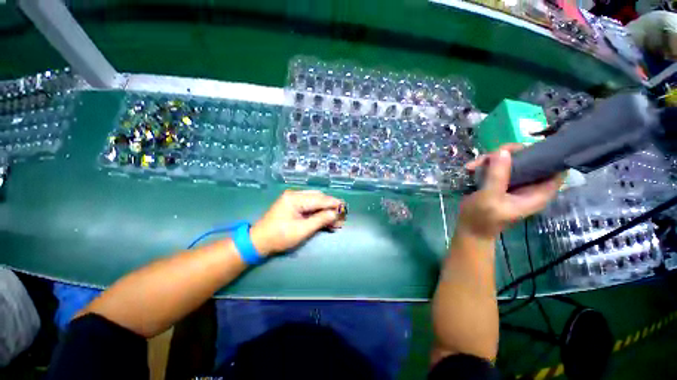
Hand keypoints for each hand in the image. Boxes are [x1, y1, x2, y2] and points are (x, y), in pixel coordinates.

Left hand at [250, 190, 344, 255]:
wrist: (259, 241)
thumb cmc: (279, 237)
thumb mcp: (302, 230)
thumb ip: (320, 220)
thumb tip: (335, 213)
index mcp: (295, 198)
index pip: (319, 199)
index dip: (334, 204)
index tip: (345, 208)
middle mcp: (295, 195)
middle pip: (319, 199)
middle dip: (331, 208)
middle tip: (341, 217)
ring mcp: (294, 200)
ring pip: (316, 203)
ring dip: (326, 212)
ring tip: (337, 222)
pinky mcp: (295, 206)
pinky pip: (311, 207)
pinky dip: (319, 214)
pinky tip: (327, 222)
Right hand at [459, 144, 562, 239]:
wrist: (468, 228)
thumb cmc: (481, 217)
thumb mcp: (490, 197)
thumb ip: (498, 175)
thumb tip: (502, 151)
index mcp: (537, 193)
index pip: (556, 169)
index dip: (550, 155)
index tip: (532, 144)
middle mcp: (529, 185)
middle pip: (531, 159)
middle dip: (511, 154)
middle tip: (492, 154)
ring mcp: (514, 183)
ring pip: (511, 161)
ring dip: (492, 159)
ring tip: (473, 166)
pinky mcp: (500, 182)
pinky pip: (496, 166)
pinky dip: (484, 165)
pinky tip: (470, 169)